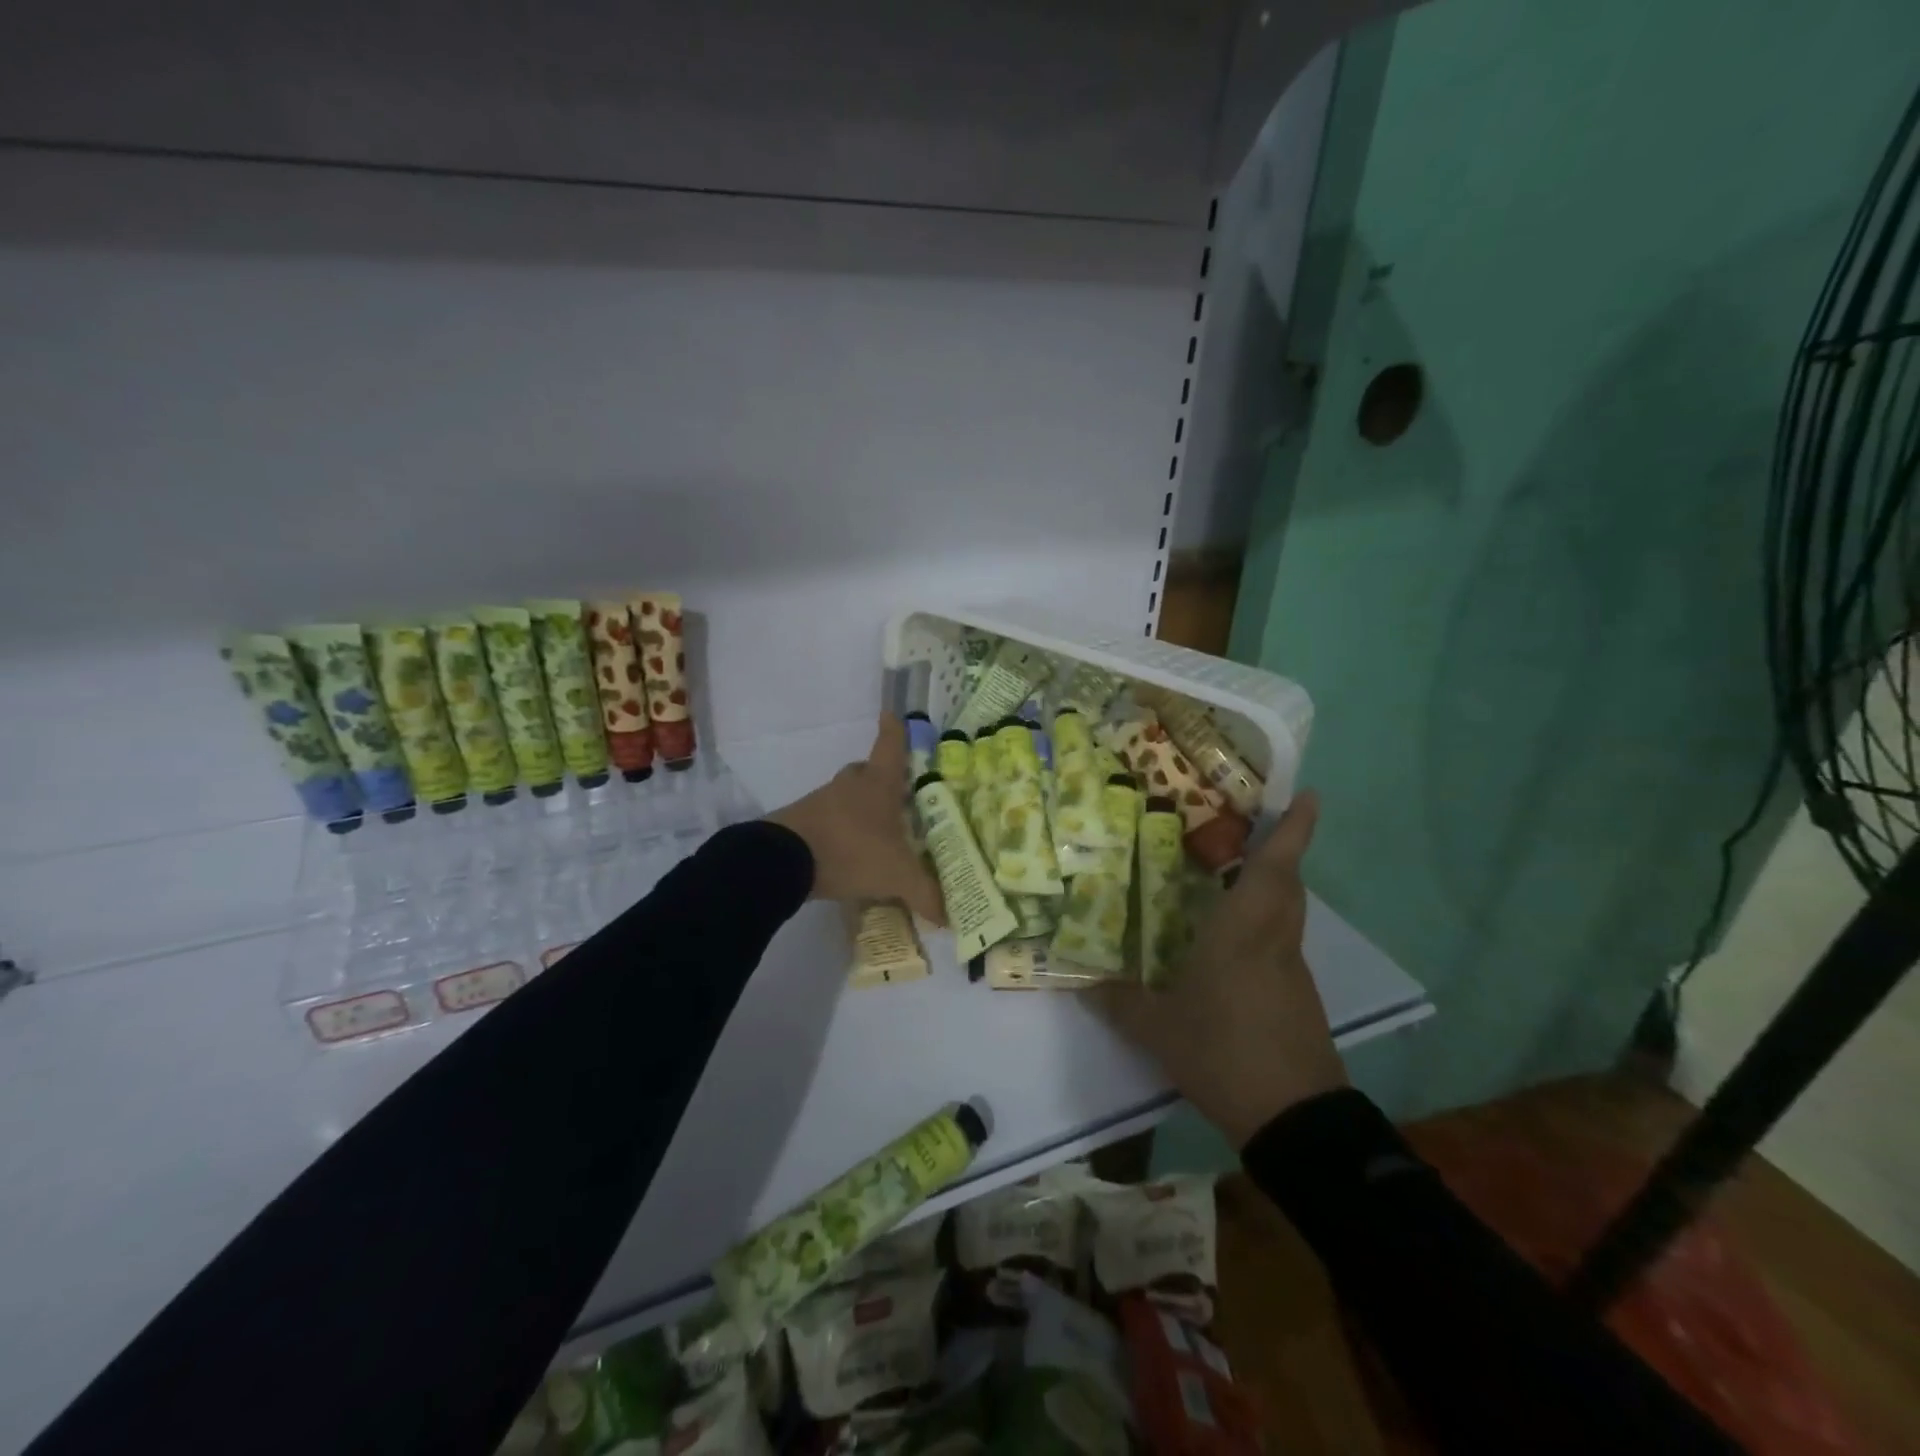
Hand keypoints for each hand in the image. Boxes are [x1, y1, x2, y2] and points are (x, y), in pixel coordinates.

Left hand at [768, 714, 945, 925]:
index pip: (890, 747)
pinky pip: (827, 820)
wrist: (783, 860)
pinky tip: (847, 854)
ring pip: (845, 796)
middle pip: (866, 771)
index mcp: (878, 785)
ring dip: (858, 809)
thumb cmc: (851, 850)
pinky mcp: (800, 821)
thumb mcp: (896, 875)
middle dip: (879, 779)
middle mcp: (850, 785)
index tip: (892, 713)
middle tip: (896, 797)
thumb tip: (950, 917)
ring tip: (875, 835)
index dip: (894, 730)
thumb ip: (925, 893)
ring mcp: (821, 801)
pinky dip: (839, 831)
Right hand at [1090, 791, 1344, 1148]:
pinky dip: (1264, 926)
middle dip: (1280, 849)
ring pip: (1287, 913)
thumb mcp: (1158, 1031)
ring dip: (1270, 886)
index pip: (1274, 868)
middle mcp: (1274, 941)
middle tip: (1250, 827)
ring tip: (1231, 875)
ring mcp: (1292, 971)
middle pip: (1287, 884)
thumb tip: (1083, 983)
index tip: (1307, 794)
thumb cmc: (1224, 1054)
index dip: (1293, 829)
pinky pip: (1282, 944)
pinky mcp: (1299, 997)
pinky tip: (1230, 944)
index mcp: (1243, 933)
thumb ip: (1120, 1002)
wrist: (1294, 1119)